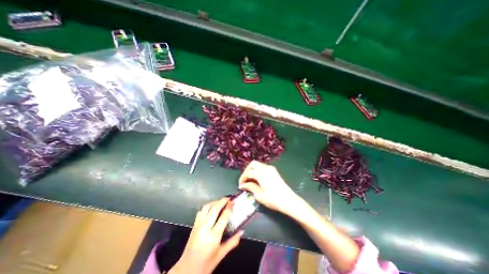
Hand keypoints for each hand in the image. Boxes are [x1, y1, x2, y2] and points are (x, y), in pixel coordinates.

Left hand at [169, 198, 242, 272]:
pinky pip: (201, 211)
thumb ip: (232, 242)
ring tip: (221, 201)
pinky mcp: (194, 225)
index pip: (223, 216)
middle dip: (222, 201)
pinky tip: (211, 208)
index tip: (233, 201)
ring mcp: (198, 225)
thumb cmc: (206, 264)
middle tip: (229, 198)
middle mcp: (205, 228)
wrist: (186, 270)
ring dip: (214, 202)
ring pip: (207, 207)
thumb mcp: (221, 255)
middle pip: (214, 208)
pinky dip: (207, 206)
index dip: (229, 207)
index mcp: (213, 236)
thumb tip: (241, 231)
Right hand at [239, 160, 299, 216]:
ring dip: (252, 170)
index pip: (248, 173)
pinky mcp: (274, 171)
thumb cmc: (273, 199)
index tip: (240, 186)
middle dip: (247, 171)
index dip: (242, 179)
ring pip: (258, 164)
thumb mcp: (259, 195)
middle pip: (252, 164)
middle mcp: (265, 168)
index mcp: (261, 173)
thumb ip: (250, 187)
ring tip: (250, 180)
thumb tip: (243, 185)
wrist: (289, 201)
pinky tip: (258, 179)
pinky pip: (263, 167)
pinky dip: (258, 171)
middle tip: (245, 180)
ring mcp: (271, 168)